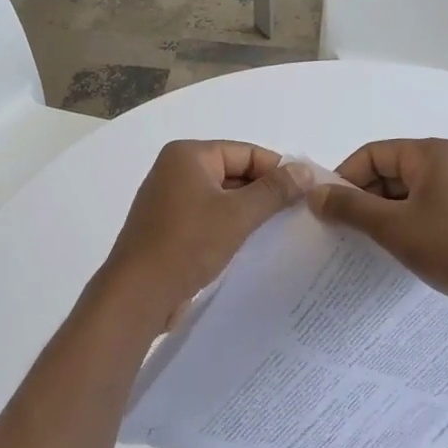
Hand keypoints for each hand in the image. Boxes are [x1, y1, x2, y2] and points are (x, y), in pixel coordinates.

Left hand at [97, 141, 305, 330]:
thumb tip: (306, 170)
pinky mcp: (169, 228)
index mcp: (188, 155)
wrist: (138, 294)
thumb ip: (274, 191)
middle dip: (265, 192)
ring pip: (222, 198)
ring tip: (283, 230)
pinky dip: (230, 227)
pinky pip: (209, 218)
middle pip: (234, 173)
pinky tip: (253, 245)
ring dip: (249, 212)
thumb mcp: (238, 214)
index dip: (279, 170)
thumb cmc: (188, 244)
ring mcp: (169, 200)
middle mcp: (175, 171)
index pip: (246, 152)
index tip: (309, 192)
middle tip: (301, 213)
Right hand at [309, 139, 447, 328]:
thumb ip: (349, 206)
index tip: (327, 207)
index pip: (374, 153)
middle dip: (362, 197)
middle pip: (389, 171)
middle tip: (340, 227)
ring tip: (361, 241)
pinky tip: (391, 248)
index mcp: (432, 153)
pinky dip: (402, 224)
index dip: (345, 177)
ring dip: (380, 213)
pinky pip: (422, 210)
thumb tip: (314, 193)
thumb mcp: (391, 226)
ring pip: (404, 194)